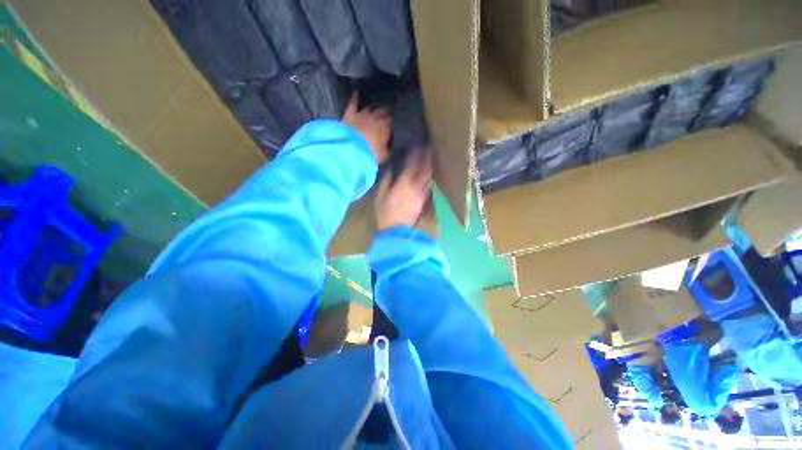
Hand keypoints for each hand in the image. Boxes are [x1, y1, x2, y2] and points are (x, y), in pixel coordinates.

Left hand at [342, 93, 390, 163]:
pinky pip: (353, 104)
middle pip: (382, 111)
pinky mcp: (350, 114)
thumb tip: (391, 143)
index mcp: (386, 127)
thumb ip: (388, 147)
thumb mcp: (385, 155)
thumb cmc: (372, 154)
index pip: (392, 121)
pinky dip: (354, 98)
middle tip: (387, 113)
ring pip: (370, 108)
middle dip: (385, 112)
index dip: (392, 121)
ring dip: (373, 108)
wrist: (352, 149)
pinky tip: (356, 93)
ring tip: (375, 107)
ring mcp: (362, 114)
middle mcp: (376, 117)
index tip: (394, 122)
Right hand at [375, 149, 432, 230]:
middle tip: (429, 147)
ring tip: (431, 159)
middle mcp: (416, 186)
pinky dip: (429, 179)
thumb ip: (387, 180)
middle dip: (427, 157)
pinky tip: (428, 176)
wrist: (396, 230)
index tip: (418, 145)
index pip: (412, 165)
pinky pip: (428, 187)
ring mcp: (421, 194)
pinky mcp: (423, 202)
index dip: (416, 154)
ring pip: (428, 178)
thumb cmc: (385, 212)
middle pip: (425, 169)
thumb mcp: (381, 195)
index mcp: (404, 183)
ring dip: (430, 167)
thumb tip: (391, 170)